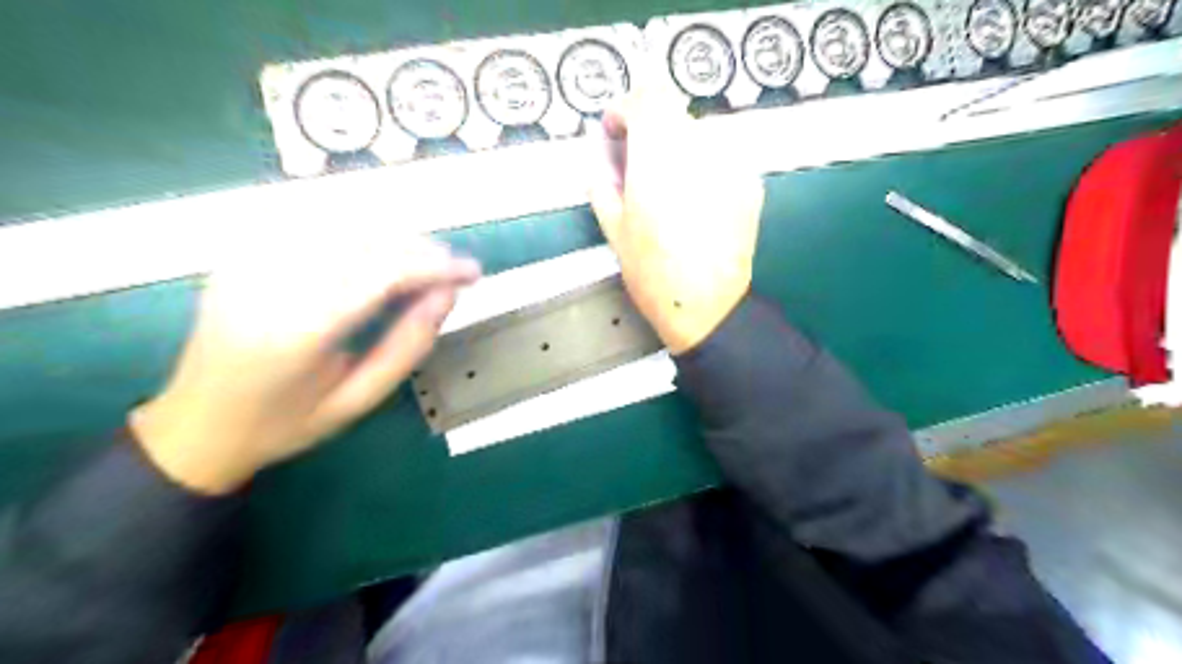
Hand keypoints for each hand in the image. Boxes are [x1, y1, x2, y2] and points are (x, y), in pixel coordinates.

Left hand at [130, 228, 479, 491]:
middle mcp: (270, 283)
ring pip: (340, 224)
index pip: (382, 272)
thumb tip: (448, 294)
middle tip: (453, 269)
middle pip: (363, 240)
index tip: (473, 272)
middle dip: (419, 248)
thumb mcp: (359, 399)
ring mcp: (248, 262)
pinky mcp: (241, 255)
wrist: (196, 425)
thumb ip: (408, 345)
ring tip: (423, 263)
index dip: (435, 265)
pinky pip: (310, 225)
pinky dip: (357, 232)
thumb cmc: (285, 424)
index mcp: (299, 331)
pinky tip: (378, 252)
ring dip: (393, 236)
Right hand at [588, 89, 766, 356]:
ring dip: (678, 149)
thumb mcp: (613, 229)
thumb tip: (602, 157)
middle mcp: (700, 147)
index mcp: (660, 155)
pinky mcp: (751, 181)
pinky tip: (698, 202)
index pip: (648, 95)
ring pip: (699, 134)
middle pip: (673, 114)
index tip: (618, 134)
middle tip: (639, 167)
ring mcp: (732, 162)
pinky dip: (704, 166)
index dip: (627, 108)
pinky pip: (722, 157)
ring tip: (671, 190)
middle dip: (651, 132)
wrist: (706, 307)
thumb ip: (603, 181)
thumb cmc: (652, 272)